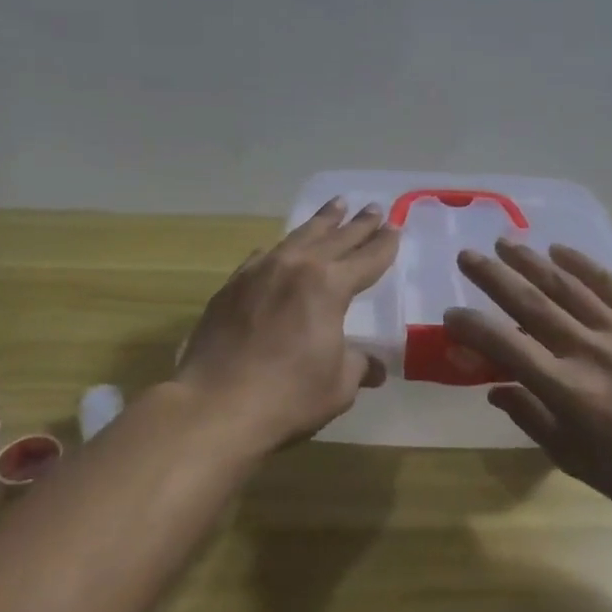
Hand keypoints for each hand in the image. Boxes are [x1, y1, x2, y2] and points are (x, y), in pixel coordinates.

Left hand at [173, 198, 399, 454]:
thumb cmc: (288, 396)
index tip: (395, 229)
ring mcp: (260, 272)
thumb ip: (358, 366)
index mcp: (330, 286)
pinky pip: (264, 255)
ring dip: (321, 222)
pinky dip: (281, 247)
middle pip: (335, 238)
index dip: (384, 245)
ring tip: (336, 205)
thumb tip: (374, 367)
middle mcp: (296, 267)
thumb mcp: (338, 385)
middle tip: (373, 207)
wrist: (216, 405)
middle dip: (358, 224)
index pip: (367, 258)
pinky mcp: (232, 285)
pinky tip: (282, 246)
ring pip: (298, 236)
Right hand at [443, 238, 611, 527]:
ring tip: (505, 243)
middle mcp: (588, 350)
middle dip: (494, 277)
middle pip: (531, 304)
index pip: (506, 346)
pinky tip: (561, 250)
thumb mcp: (573, 459)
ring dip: (532, 261)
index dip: (473, 328)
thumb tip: (495, 387)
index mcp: (566, 389)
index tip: (451, 316)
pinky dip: (584, 264)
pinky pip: (611, 286)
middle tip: (467, 256)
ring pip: (567, 286)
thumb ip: (531, 417)